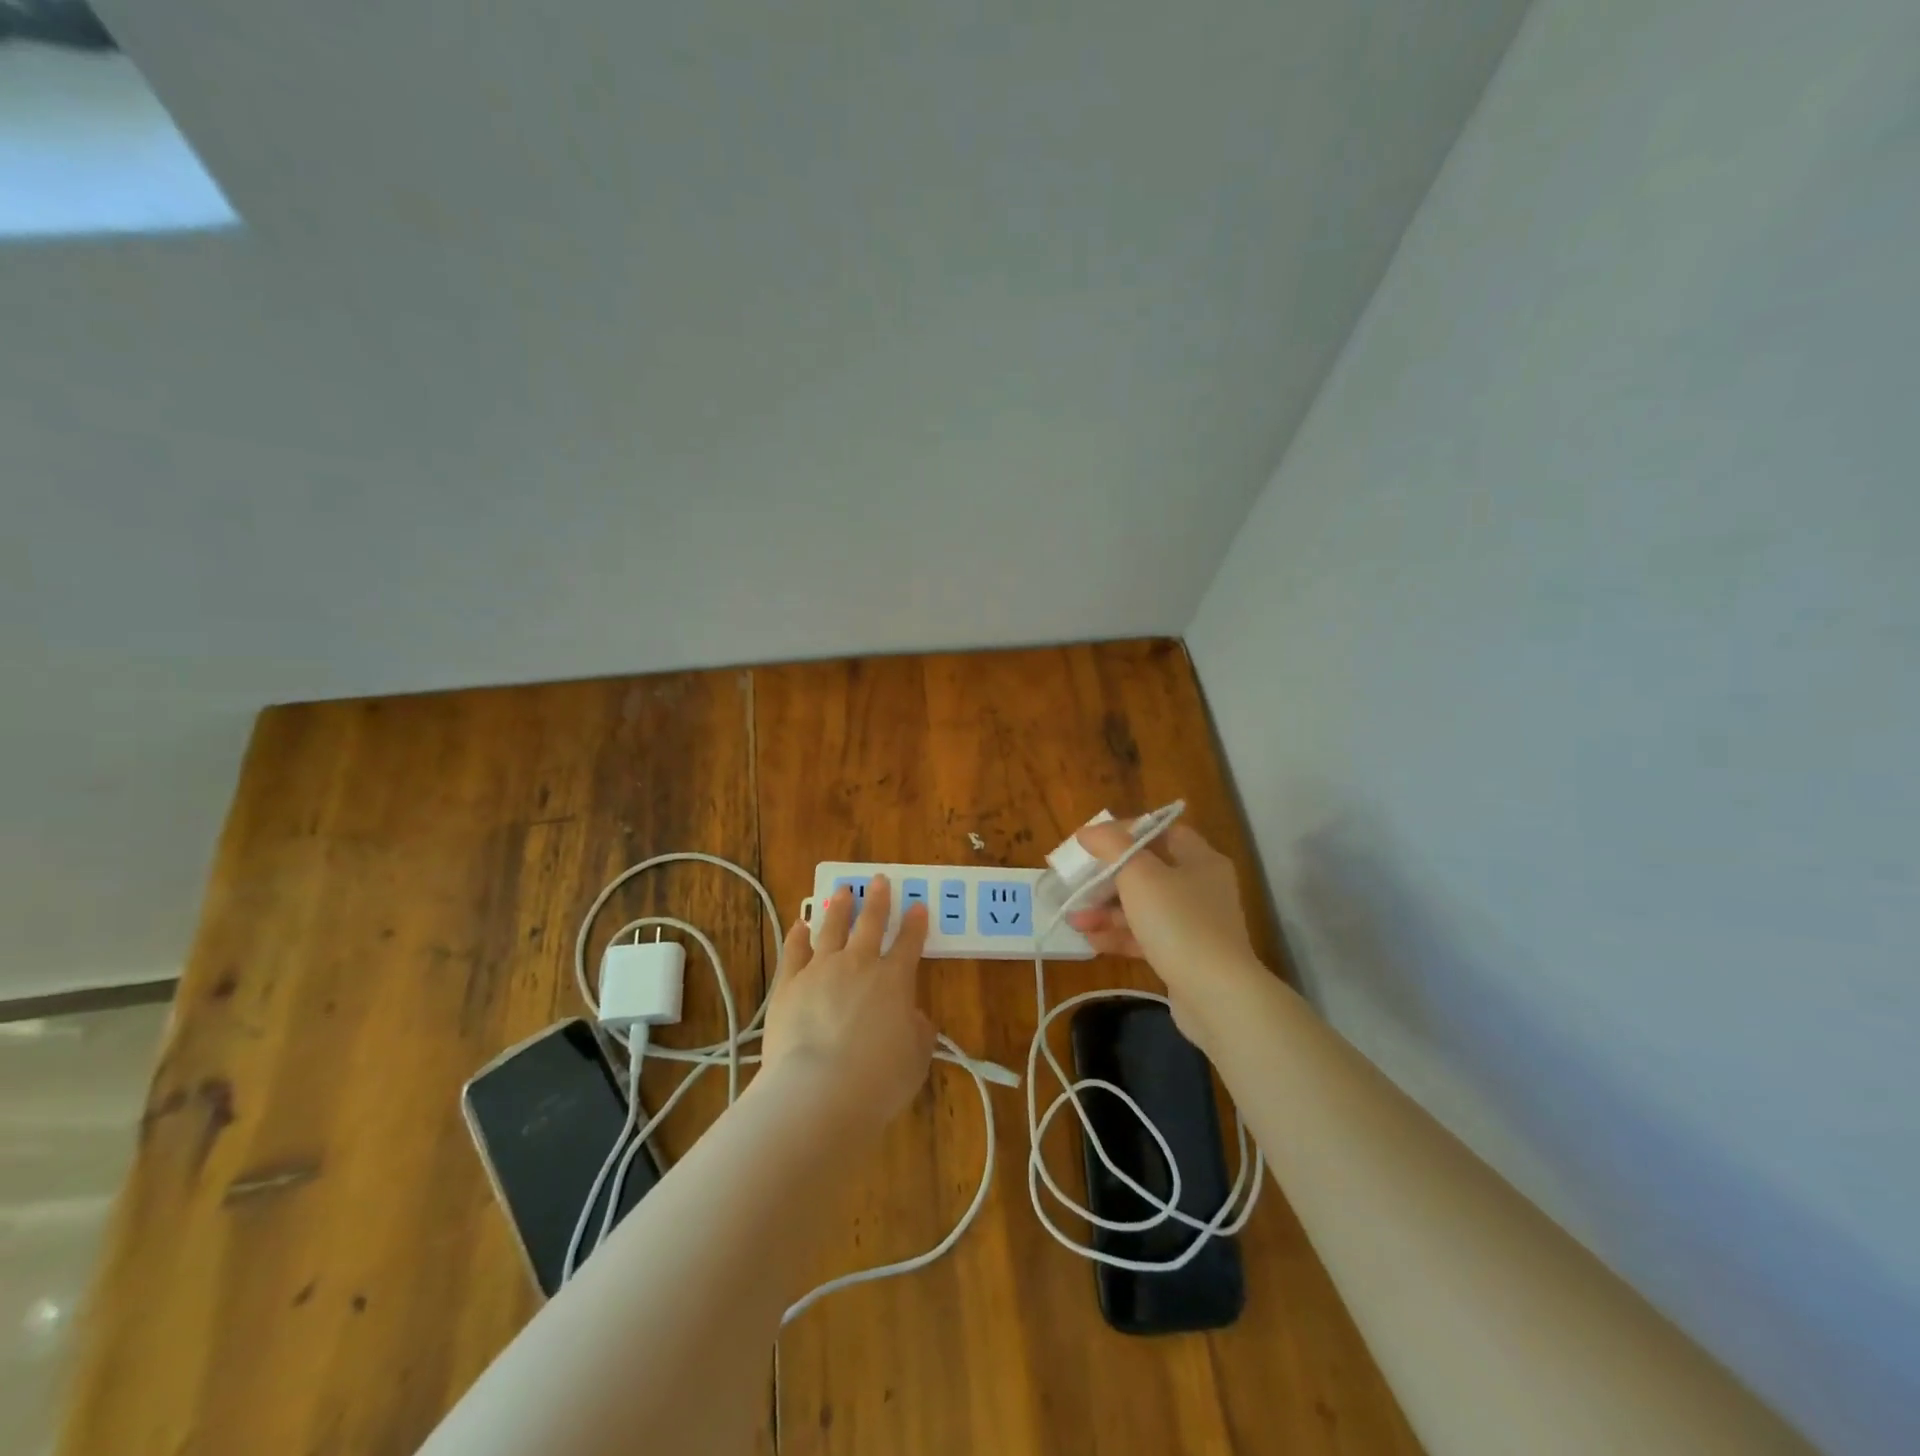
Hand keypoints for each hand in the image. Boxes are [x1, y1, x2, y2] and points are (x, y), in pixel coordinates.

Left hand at [762, 874, 935, 1127]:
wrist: (818, 1091)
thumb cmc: (878, 1081)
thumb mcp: (915, 1060)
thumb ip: (918, 1033)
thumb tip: (914, 1017)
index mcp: (894, 980)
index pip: (909, 943)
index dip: (915, 924)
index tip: (918, 906)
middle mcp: (858, 965)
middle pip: (870, 923)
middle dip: (877, 900)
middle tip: (879, 880)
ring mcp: (820, 970)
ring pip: (831, 928)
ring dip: (839, 908)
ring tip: (842, 891)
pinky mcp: (788, 984)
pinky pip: (794, 951)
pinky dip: (798, 935)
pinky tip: (800, 925)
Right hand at [1065, 820, 1259, 1048]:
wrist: (1217, 997)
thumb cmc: (1178, 923)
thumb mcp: (1139, 875)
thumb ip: (1111, 846)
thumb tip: (1089, 831)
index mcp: (1200, 860)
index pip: (1161, 832)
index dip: (1126, 833)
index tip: (1093, 843)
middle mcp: (1201, 888)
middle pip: (1147, 872)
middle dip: (1107, 879)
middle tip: (1077, 885)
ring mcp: (1194, 925)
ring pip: (1143, 908)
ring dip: (1107, 911)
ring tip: (1074, 919)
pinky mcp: (1184, 956)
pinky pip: (1146, 937)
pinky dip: (1119, 936)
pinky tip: (1091, 940)